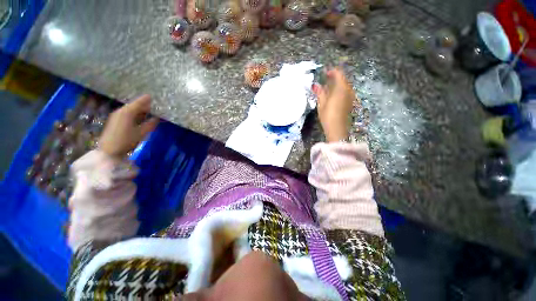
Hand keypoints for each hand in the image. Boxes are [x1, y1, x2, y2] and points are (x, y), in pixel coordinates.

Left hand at [99, 95, 158, 158]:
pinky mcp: (115, 121)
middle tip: (152, 104)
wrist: (108, 151)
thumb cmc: (126, 141)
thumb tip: (157, 118)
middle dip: (142, 104)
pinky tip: (138, 117)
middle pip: (133, 105)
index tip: (152, 96)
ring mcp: (116, 116)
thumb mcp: (141, 133)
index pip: (138, 103)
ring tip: (148, 110)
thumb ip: (150, 124)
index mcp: (127, 113)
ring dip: (138, 109)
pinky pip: (126, 113)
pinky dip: (133, 113)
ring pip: (129, 109)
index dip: (145, 100)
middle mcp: (121, 112)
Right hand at [312, 68, 355, 142]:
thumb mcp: (322, 103)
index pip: (339, 74)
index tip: (325, 72)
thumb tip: (315, 85)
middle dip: (334, 78)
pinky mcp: (350, 103)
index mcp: (341, 88)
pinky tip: (332, 95)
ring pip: (344, 86)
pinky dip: (339, 90)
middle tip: (325, 80)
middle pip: (343, 79)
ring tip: (327, 88)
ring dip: (337, 84)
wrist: (337, 129)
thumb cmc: (328, 115)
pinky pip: (345, 92)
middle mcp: (348, 90)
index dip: (332, 71)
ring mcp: (350, 97)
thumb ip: (320, 92)